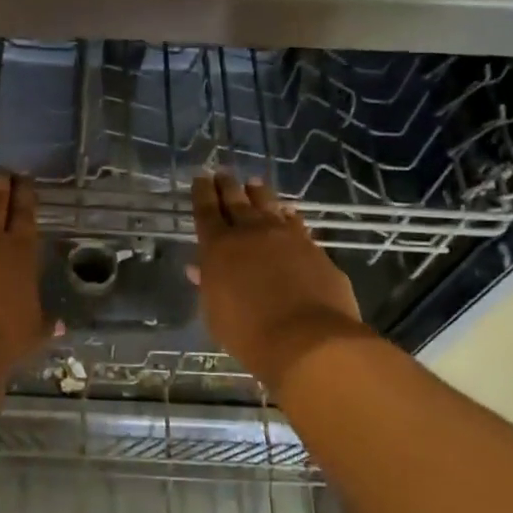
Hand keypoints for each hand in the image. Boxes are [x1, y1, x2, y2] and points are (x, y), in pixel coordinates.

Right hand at [191, 172, 369, 391]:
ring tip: (254, 183)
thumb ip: (208, 286)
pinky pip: (297, 225)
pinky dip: (289, 217)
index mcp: (219, 247)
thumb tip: (198, 268)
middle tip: (222, 172)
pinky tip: (289, 213)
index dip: (202, 193)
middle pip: (236, 201)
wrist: (308, 340)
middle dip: (227, 186)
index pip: (206, 211)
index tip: (200, 177)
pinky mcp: (314, 249)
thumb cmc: (249, 333)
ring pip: (269, 206)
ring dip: (259, 194)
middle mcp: (251, 233)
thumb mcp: (215, 314)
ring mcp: (287, 238)